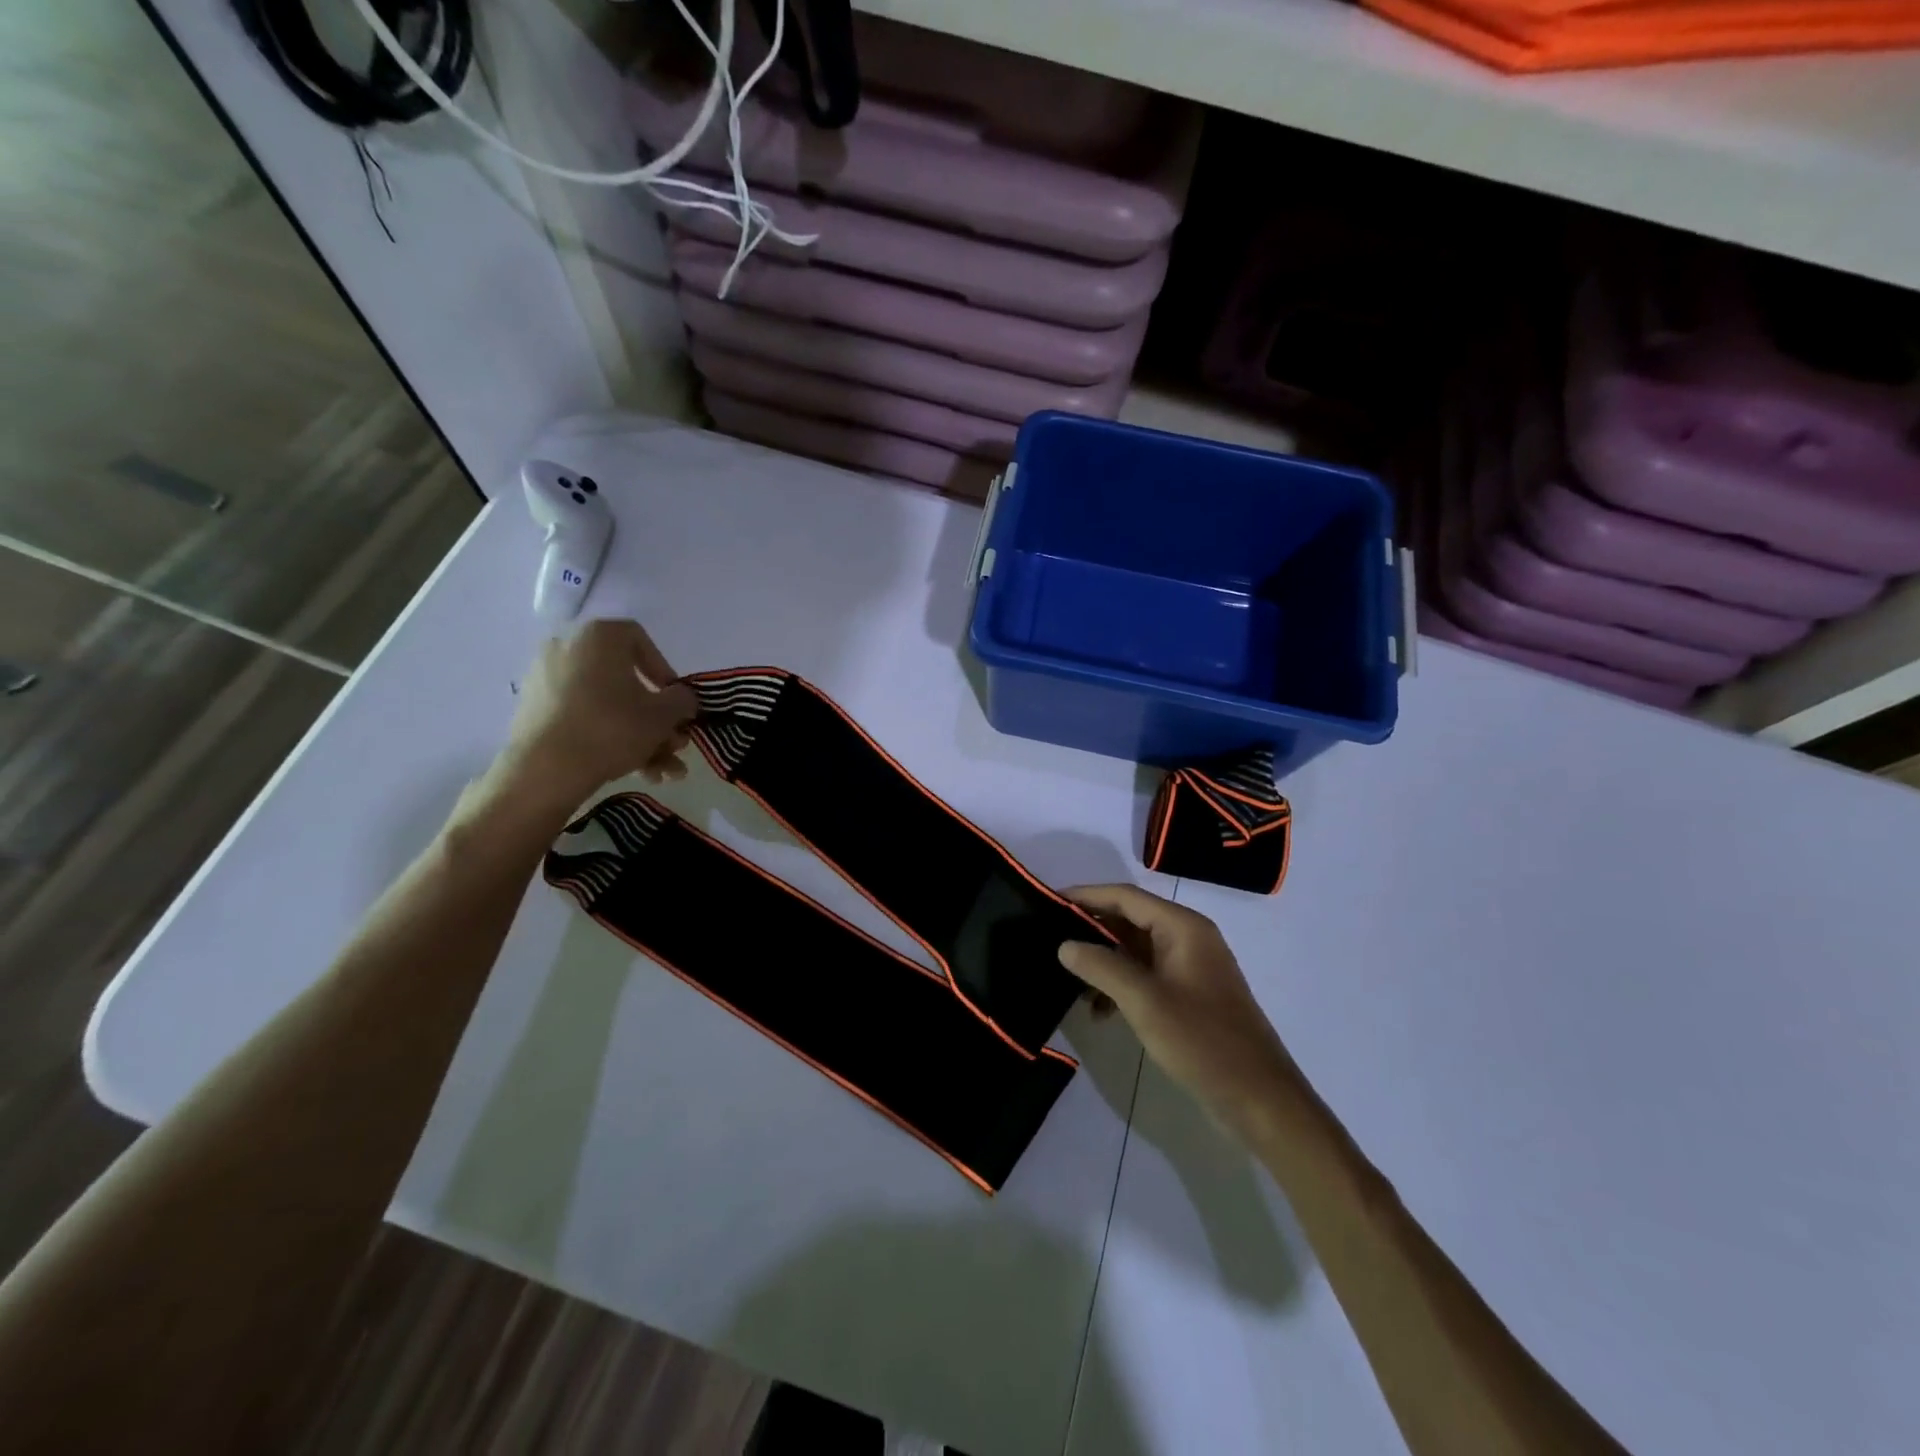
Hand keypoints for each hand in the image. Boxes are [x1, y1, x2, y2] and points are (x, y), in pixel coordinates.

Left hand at [501, 619, 697, 810]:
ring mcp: (546, 679)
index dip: (666, 672)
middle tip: (674, 744)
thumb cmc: (612, 728)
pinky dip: (609, 738)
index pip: (642, 641)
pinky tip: (634, 771)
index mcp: (599, 636)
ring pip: (608, 705)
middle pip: (626, 681)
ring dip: (640, 737)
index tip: (676, 703)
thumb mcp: (664, 715)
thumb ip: (683, 700)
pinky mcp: (534, 710)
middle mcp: (569, 647)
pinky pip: (583, 716)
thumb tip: (682, 699)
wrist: (544, 769)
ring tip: (660, 771)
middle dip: (657, 718)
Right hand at [1059, 885, 1302, 1140]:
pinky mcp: (1189, 995)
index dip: (1086, 896)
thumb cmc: (1201, 1040)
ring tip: (1068, 978)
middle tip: (1050, 936)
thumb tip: (1065, 944)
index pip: (1126, 896)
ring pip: (1135, 950)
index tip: (1048, 900)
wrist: (1259, 1098)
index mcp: (1183, 927)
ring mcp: (1190, 967)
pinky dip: (1120, 985)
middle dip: (1091, 928)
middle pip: (1130, 919)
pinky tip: (1098, 1010)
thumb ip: (1101, 967)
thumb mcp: (1144, 1001)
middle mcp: (1188, 938)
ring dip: (1103, 961)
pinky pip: (1146, 975)